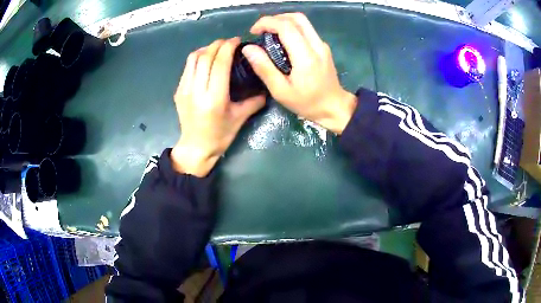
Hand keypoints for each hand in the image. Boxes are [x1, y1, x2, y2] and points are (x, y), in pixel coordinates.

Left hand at [171, 38, 265, 176]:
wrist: (195, 148)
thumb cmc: (219, 136)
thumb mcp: (240, 119)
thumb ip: (254, 101)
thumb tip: (266, 88)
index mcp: (214, 98)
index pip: (219, 63)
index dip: (228, 47)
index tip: (237, 40)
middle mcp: (196, 91)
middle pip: (205, 56)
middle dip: (218, 44)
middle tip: (229, 42)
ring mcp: (184, 90)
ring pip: (193, 58)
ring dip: (206, 49)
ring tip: (217, 49)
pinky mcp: (178, 91)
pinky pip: (187, 67)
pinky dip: (197, 58)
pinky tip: (206, 60)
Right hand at [242, 13, 356, 134]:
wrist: (334, 107)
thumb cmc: (307, 103)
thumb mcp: (281, 91)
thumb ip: (264, 68)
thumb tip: (248, 48)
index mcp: (306, 56)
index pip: (286, 26)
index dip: (267, 23)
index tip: (253, 31)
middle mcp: (317, 45)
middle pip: (297, 18)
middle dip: (275, 18)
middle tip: (261, 30)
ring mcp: (322, 44)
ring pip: (303, 21)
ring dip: (283, 21)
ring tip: (269, 33)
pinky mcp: (323, 47)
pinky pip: (306, 29)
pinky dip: (291, 28)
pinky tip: (283, 41)